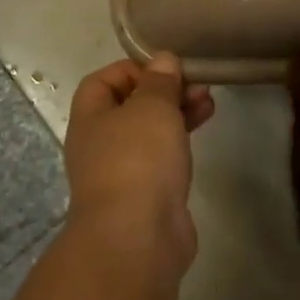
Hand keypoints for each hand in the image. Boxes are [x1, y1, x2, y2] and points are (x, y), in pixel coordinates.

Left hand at [62, 53, 214, 279]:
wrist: (137, 238)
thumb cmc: (137, 160)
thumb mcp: (152, 106)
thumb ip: (160, 81)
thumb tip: (163, 60)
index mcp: (90, 118)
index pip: (103, 81)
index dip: (134, 69)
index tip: (167, 69)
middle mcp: (99, 144)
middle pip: (131, 106)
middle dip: (164, 91)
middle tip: (198, 86)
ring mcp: (122, 173)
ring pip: (150, 133)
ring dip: (177, 114)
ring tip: (209, 105)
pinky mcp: (145, 196)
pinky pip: (161, 159)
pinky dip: (180, 143)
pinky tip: (201, 137)